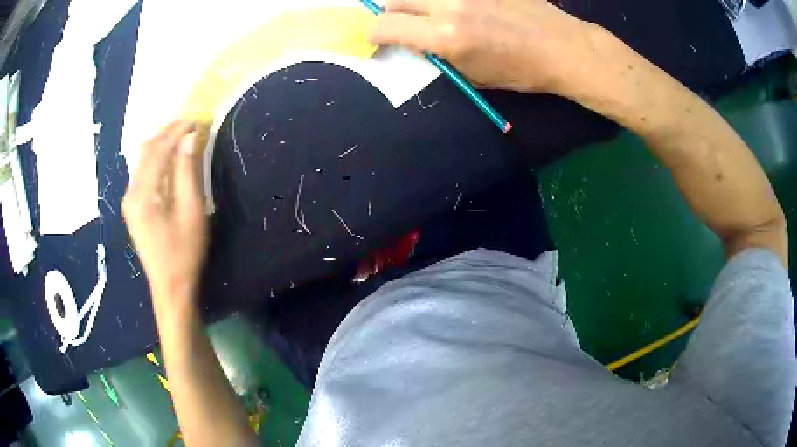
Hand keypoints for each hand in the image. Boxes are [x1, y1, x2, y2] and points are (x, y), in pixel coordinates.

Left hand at [123, 121, 207, 306]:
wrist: (170, 287)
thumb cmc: (184, 252)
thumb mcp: (191, 211)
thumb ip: (188, 171)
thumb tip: (190, 138)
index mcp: (143, 194)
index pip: (158, 150)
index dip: (176, 131)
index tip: (196, 120)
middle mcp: (130, 193)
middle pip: (145, 151)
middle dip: (167, 133)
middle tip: (189, 124)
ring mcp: (129, 201)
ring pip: (142, 160)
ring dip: (160, 144)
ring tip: (181, 136)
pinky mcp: (132, 208)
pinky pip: (142, 173)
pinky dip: (156, 159)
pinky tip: (168, 158)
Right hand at [369, 0, 600, 94]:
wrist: (561, 47)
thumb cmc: (521, 70)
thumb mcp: (472, 75)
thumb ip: (436, 56)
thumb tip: (414, 43)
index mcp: (445, 36)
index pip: (385, 26)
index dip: (373, 34)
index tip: (377, 39)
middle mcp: (449, 5)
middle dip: (390, 13)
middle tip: (402, 24)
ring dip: (415, 2)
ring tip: (430, 14)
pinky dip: (441, 0)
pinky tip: (458, 9)